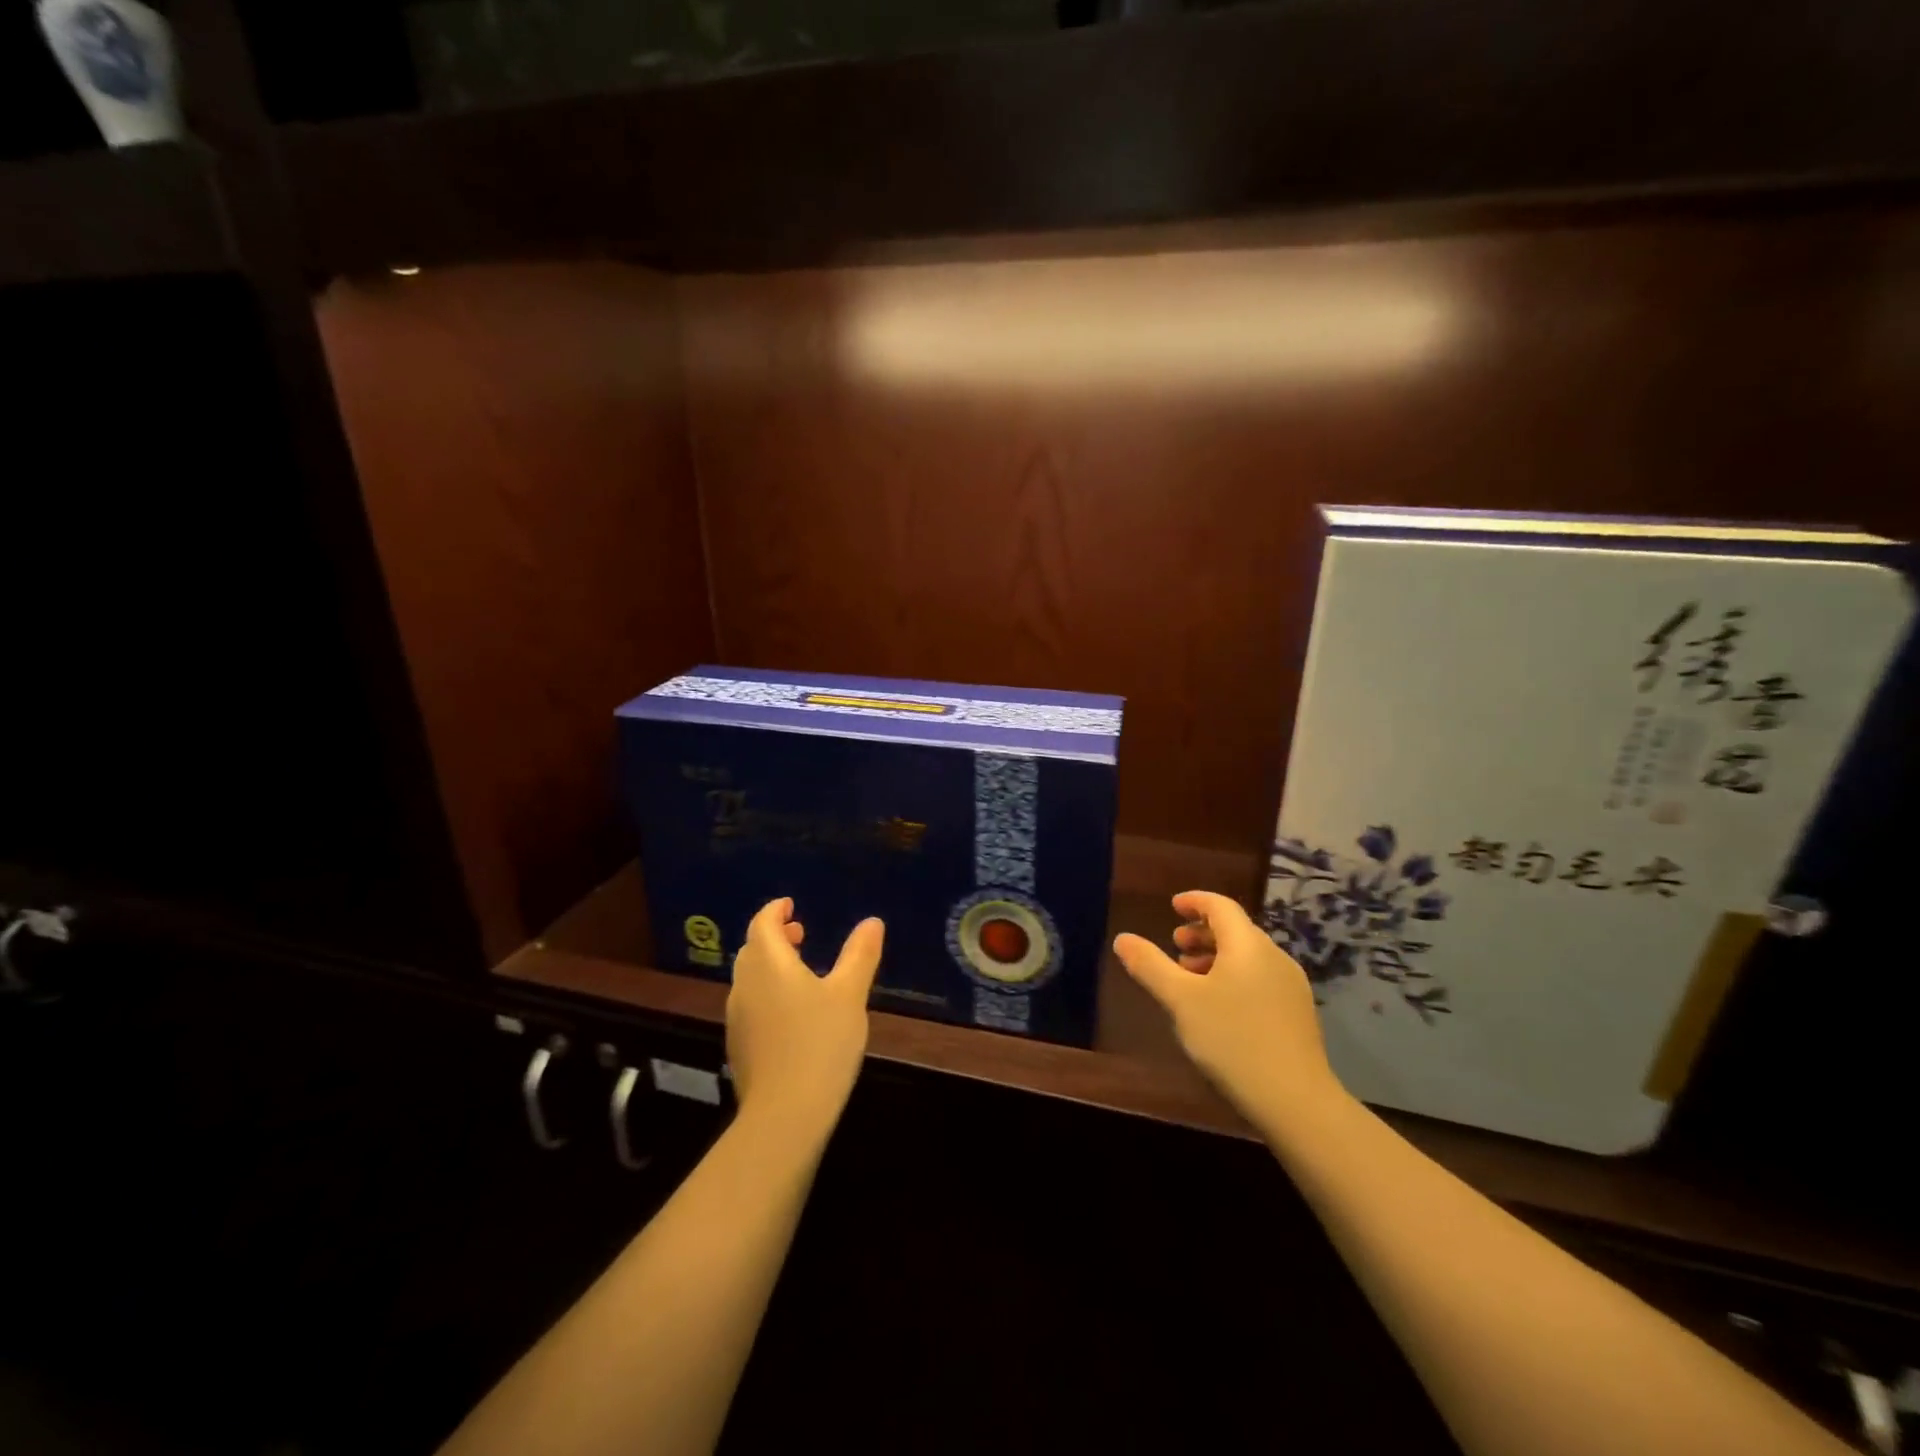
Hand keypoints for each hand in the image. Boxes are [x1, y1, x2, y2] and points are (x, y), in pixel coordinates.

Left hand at [726, 898, 883, 1137]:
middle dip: (774, 936)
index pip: (761, 924)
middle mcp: (745, 985)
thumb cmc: (820, 1043)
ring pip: (749, 978)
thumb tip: (872, 921)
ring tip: (800, 971)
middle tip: (800, 934)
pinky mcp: (739, 1046)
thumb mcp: (849, 994)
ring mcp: (738, 1017)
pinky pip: (751, 1004)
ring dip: (770, 965)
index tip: (790, 905)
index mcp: (769, 964)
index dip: (775, 911)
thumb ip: (860, 954)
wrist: (785, 1114)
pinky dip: (767, 992)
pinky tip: (792, 1013)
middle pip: (752, 949)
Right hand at [1113, 891, 1344, 1129]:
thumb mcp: (1181, 1000)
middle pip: (1236, 931)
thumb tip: (1122, 938)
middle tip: (1175, 944)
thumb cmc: (1232, 1040)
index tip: (1173, 906)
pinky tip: (1219, 1007)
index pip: (1221, 906)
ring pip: (1248, 958)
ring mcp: (1290, 986)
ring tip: (1190, 978)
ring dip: (1216, 958)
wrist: (1296, 1101)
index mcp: (1247, 945)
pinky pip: (1260, 979)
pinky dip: (1234, 978)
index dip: (1195, 901)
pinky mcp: (1297, 1014)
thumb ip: (1150, 966)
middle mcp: (1274, 956)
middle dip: (1203, 932)